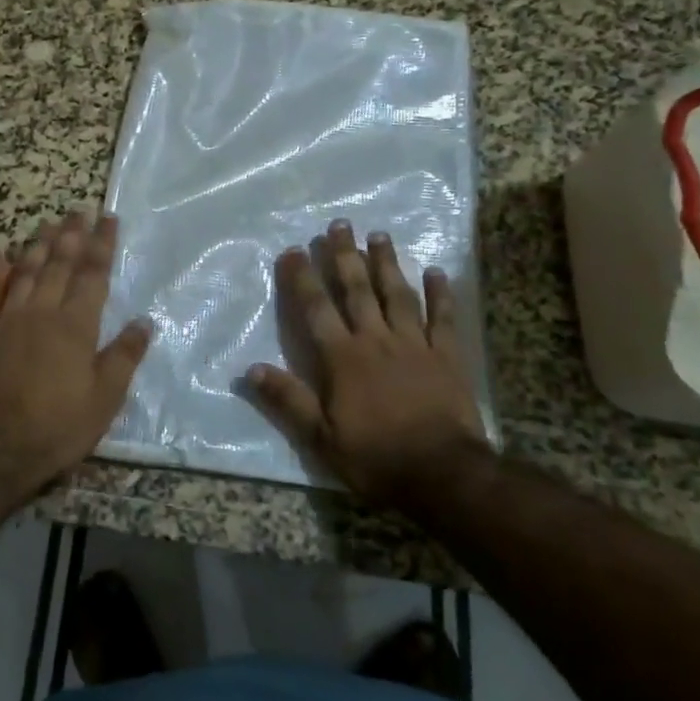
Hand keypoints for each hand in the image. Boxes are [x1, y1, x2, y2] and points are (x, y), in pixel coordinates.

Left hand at [0, 212, 150, 510]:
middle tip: (79, 209)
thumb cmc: (54, 429)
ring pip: (23, 271)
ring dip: (36, 244)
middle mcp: (41, 312)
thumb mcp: (103, 401)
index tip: (109, 218)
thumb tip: (145, 321)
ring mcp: (4, 319)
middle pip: (58, 264)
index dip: (102, 245)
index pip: (93, 275)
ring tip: (47, 223)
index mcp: (76, 326)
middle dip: (72, 235)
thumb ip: (124, 357)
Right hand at [248, 220, 487, 508]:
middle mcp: (376, 340)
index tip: (293, 250)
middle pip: (357, 290)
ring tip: (379, 235)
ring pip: (398, 295)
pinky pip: (444, 319)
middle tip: (340, 224)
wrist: (444, 476)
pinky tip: (437, 271)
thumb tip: (251, 369)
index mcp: (343, 358)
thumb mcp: (321, 438)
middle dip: (345, 255)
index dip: (303, 277)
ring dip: (387, 263)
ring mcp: (415, 345)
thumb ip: (288, 400)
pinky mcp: (448, 357)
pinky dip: (441, 294)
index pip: (316, 309)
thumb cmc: (377, 458)